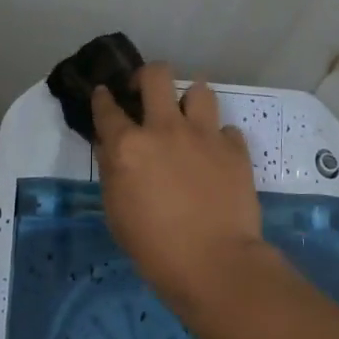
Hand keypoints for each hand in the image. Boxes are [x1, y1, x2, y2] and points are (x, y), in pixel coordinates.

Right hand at [92, 64, 264, 305]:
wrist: (214, 262)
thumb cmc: (153, 246)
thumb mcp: (116, 211)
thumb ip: (112, 170)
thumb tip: (111, 146)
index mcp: (128, 146)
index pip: (108, 108)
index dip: (103, 98)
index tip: (105, 94)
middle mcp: (165, 129)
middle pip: (156, 75)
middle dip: (147, 77)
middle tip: (146, 93)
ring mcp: (204, 135)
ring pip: (199, 89)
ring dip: (190, 101)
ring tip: (188, 119)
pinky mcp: (235, 148)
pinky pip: (226, 129)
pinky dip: (218, 138)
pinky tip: (215, 155)